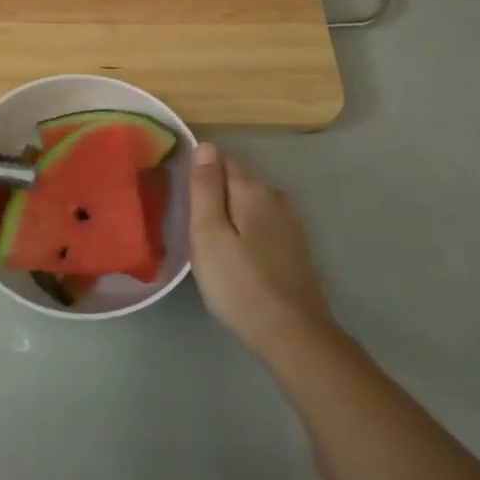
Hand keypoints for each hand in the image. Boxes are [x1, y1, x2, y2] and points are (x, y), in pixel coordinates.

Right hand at [189, 141, 339, 360]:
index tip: (182, 199)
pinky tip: (239, 256)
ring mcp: (290, 222)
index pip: (220, 160)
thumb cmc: (239, 284)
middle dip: (215, 195)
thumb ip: (205, 187)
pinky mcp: (296, 247)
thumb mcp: (208, 234)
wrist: (292, 334)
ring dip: (232, 215)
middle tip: (192, 227)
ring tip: (212, 243)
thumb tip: (205, 145)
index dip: (199, 174)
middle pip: (236, 182)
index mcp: (252, 190)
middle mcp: (275, 197)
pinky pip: (263, 225)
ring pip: (250, 205)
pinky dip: (248, 232)